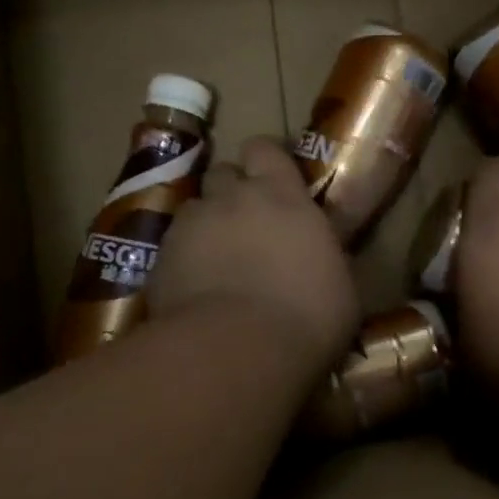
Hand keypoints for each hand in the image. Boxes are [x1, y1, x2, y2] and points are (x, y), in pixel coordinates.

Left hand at [148, 136, 359, 374]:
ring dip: (207, 226)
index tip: (276, 180)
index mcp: (281, 195)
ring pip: (195, 210)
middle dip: (232, 191)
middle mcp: (231, 198)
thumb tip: (320, 257)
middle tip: (247, 222)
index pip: (265, 148)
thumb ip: (323, 255)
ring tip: (218, 261)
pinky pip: (172, 248)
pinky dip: (183, 261)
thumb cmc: (308, 316)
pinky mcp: (159, 261)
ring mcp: (190, 227)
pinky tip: (196, 290)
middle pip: (223, 172)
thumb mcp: (339, 284)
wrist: (238, 351)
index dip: (267, 160)